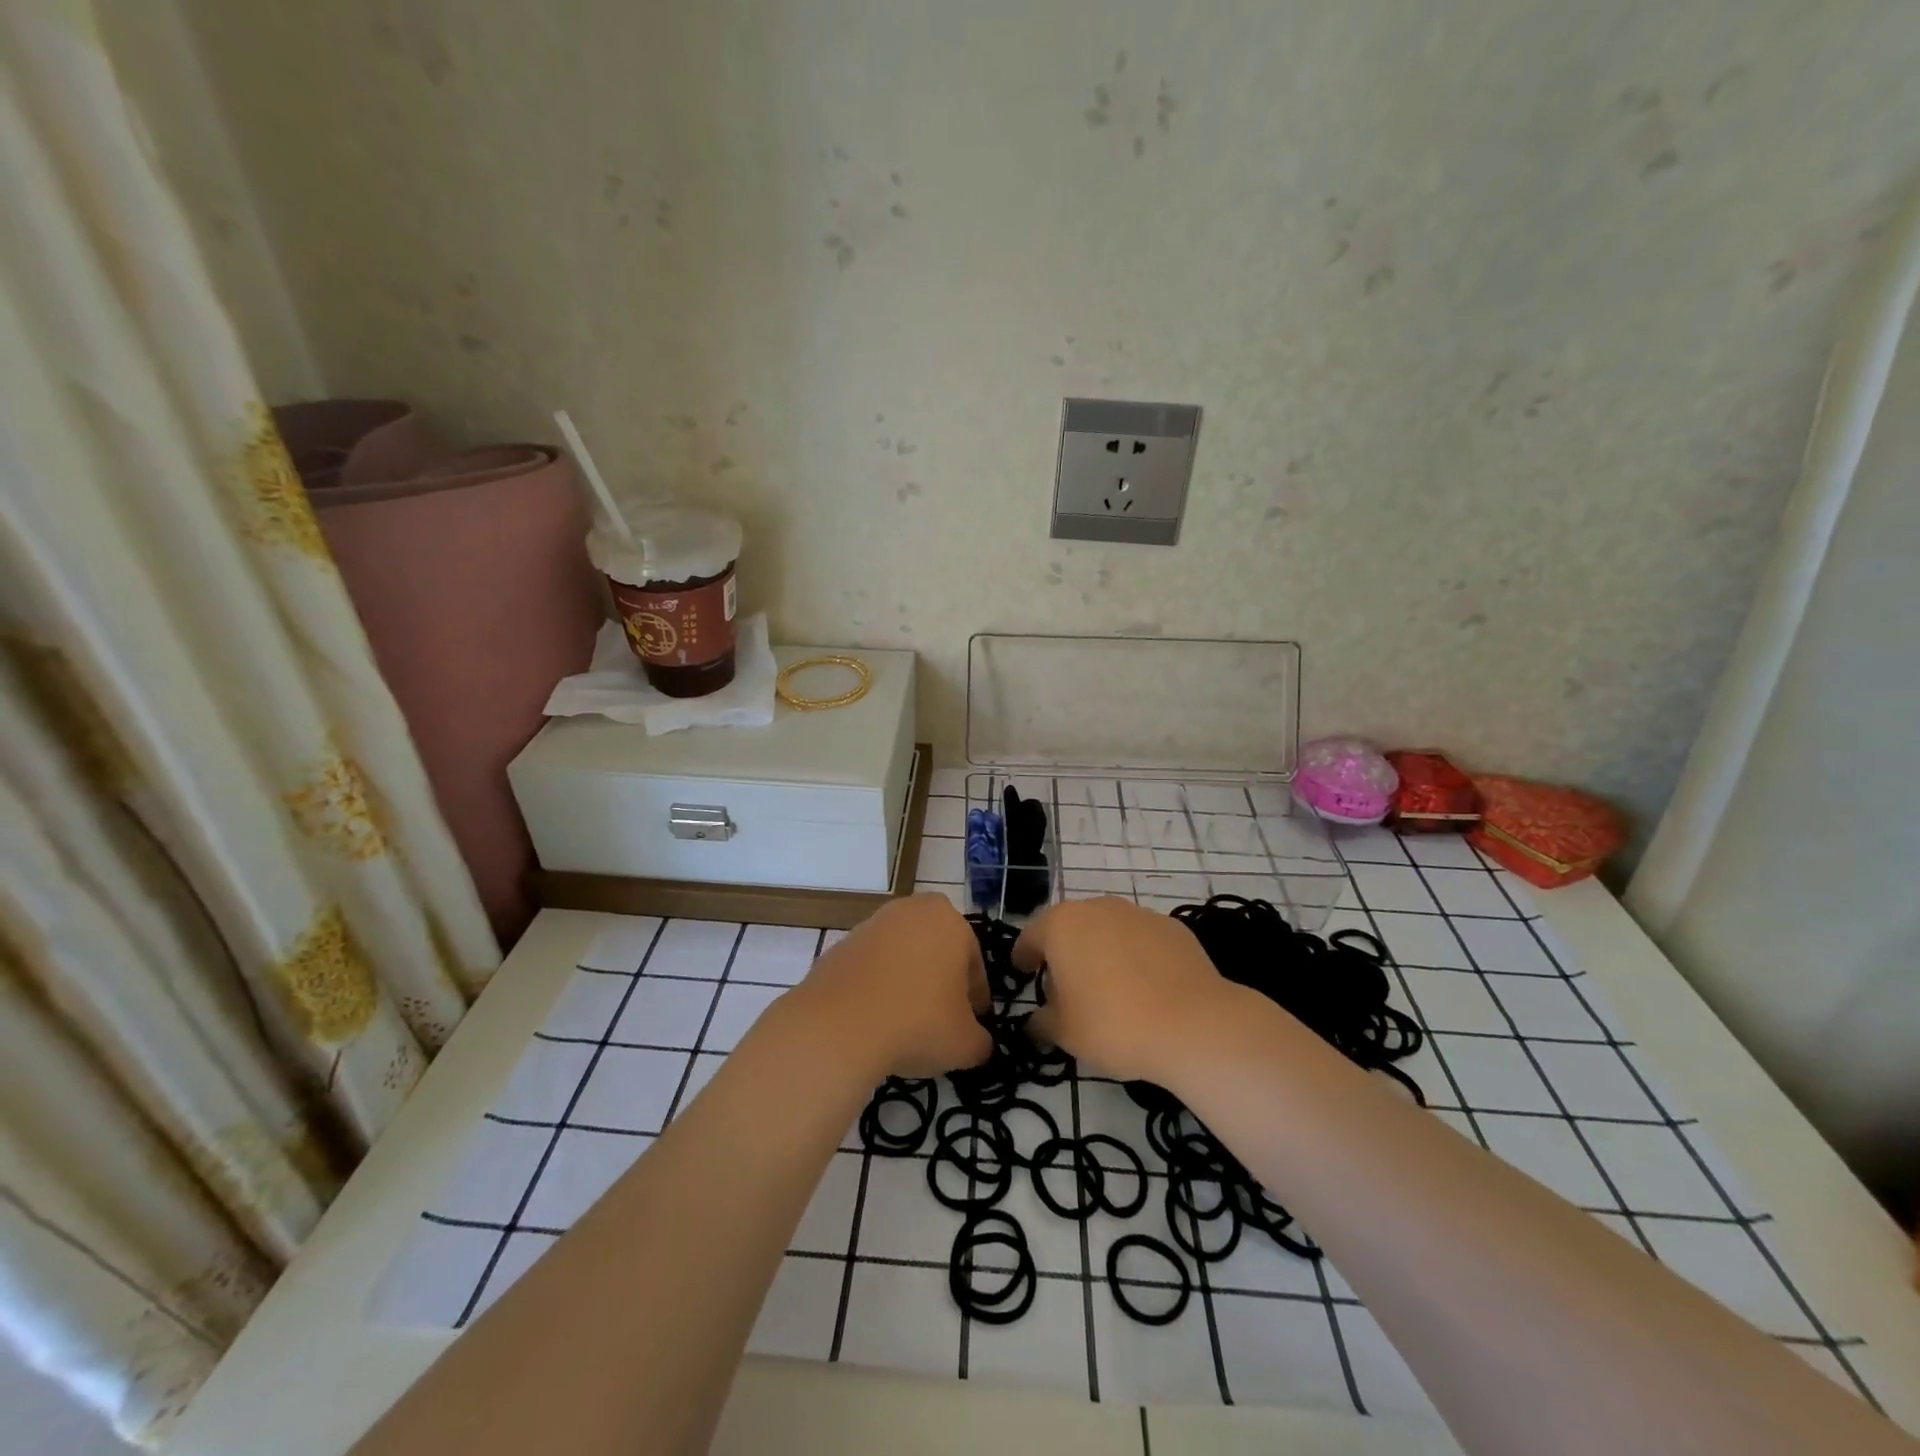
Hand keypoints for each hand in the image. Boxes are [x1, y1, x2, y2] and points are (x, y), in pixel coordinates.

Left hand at [797, 894, 991, 1077]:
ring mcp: (871, 925)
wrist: (838, 1026)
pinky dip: (877, 987)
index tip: (973, 1024)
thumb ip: (981, 1041)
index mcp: (949, 921)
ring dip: (908, 980)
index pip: (973, 961)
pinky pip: (871, 967)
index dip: (976, 997)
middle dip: (941, 979)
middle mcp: (911, 911)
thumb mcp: (965, 1043)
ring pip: (902, 954)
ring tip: (906, 1022)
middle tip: (942, 1018)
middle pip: (936, 949)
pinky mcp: (840, 945)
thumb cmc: (917, 1023)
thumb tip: (979, 1044)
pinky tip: (875, 1019)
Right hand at [1015, 897, 1233, 1083]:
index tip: (1022, 972)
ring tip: (1109, 989)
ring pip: (1107, 930)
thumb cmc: (1114, 1024)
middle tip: (1065, 988)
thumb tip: (1036, 1021)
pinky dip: (1136, 957)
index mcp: (1061, 925)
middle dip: (1064, 953)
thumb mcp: (1064, 1033)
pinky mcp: (1172, 927)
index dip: (1023, 956)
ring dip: (1101, 952)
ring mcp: (1138, 913)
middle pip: (1070, 928)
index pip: (1030, 936)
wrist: (1194, 1024)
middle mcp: (1097, 908)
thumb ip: (1042, 1022)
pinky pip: (1141, 940)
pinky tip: (1145, 989)